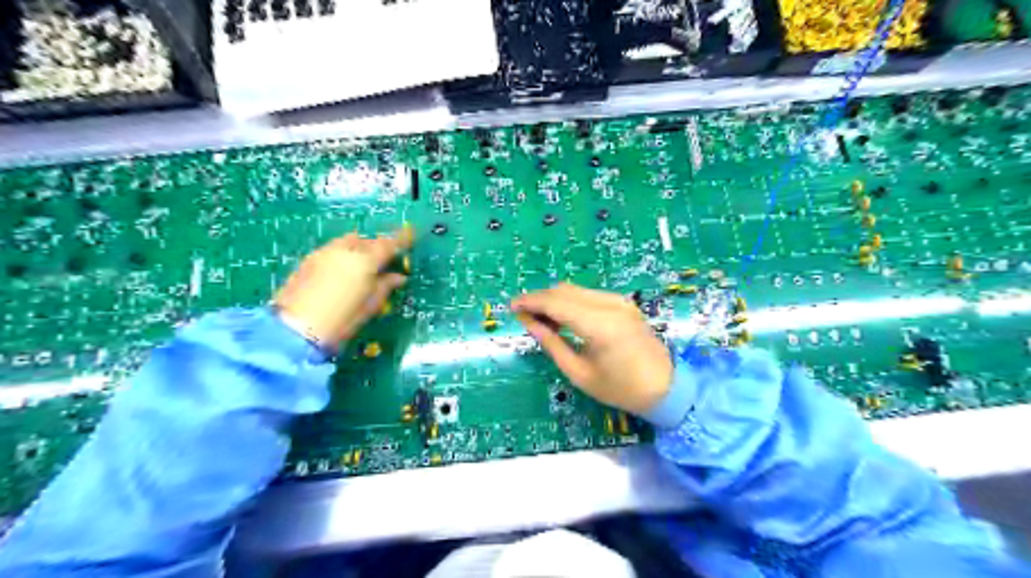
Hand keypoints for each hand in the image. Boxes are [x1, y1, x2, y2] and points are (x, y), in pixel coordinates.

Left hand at [279, 226, 417, 347]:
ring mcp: (324, 253)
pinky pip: (333, 250)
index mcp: (365, 261)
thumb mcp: (370, 306)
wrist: (296, 329)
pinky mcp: (308, 260)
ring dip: (358, 248)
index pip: (389, 244)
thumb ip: (386, 286)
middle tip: (384, 260)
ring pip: (348, 242)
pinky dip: (342, 255)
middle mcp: (346, 250)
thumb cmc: (341, 320)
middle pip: (367, 240)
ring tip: (362, 265)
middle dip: (377, 246)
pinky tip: (341, 271)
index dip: (402, 239)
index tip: (410, 234)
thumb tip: (398, 277)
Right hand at [509, 283, 673, 414]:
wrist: (665, 387)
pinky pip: (588, 295)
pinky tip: (562, 317)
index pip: (556, 303)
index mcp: (599, 325)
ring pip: (575, 290)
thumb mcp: (579, 373)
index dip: (531, 302)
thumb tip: (529, 322)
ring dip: (554, 299)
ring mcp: (619, 301)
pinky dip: (570, 301)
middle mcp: (610, 305)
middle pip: (564, 291)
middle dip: (540, 299)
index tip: (511, 307)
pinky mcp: (623, 303)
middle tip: (523, 315)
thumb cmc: (620, 388)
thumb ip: (552, 343)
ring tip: (540, 318)